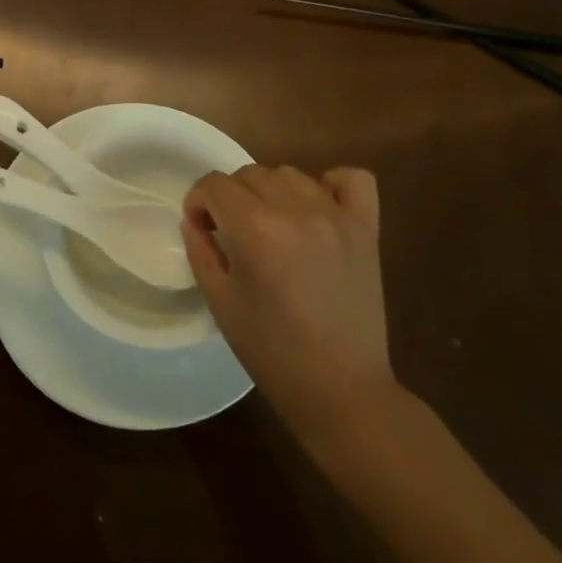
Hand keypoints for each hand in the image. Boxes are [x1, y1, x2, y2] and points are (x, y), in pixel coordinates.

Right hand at [181, 164, 398, 453]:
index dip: (198, 202)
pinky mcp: (366, 228)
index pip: (214, 185)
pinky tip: (318, 209)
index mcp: (255, 230)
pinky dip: (331, 183)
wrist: (340, 388)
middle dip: (230, 197)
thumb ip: (201, 251)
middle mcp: (296, 211)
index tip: (201, 227)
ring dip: (271, 192)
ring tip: (272, 226)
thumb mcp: (220, 302)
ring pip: (290, 173)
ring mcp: (336, 215)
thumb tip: (195, 220)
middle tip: (232, 233)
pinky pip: (352, 178)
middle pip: (249, 173)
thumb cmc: (271, 351)